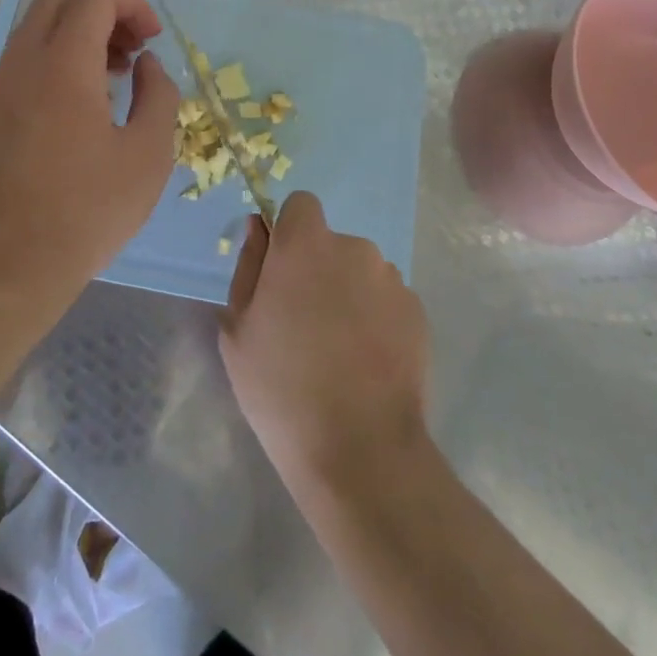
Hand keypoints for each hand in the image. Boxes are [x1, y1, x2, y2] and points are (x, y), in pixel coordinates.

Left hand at [0, 0, 179, 310]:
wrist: (4, 268)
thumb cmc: (86, 211)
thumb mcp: (148, 155)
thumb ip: (158, 94)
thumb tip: (147, 65)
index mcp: (64, 64)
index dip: (133, 3)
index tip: (152, 41)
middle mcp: (23, 61)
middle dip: (105, 9)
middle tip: (132, 51)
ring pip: (38, 25)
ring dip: (79, 33)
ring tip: (112, 78)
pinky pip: (23, 58)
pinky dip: (56, 57)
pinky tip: (79, 106)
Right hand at [221, 192, 430, 492]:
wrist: (361, 450)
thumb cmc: (282, 388)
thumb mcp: (239, 329)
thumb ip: (249, 266)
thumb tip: (259, 228)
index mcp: (306, 245)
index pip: (301, 205)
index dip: (290, 233)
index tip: (282, 273)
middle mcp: (354, 248)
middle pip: (332, 244)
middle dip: (319, 270)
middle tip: (305, 325)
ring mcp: (391, 279)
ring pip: (361, 273)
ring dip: (350, 295)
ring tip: (340, 352)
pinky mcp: (417, 312)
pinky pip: (387, 301)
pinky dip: (377, 320)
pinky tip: (368, 365)